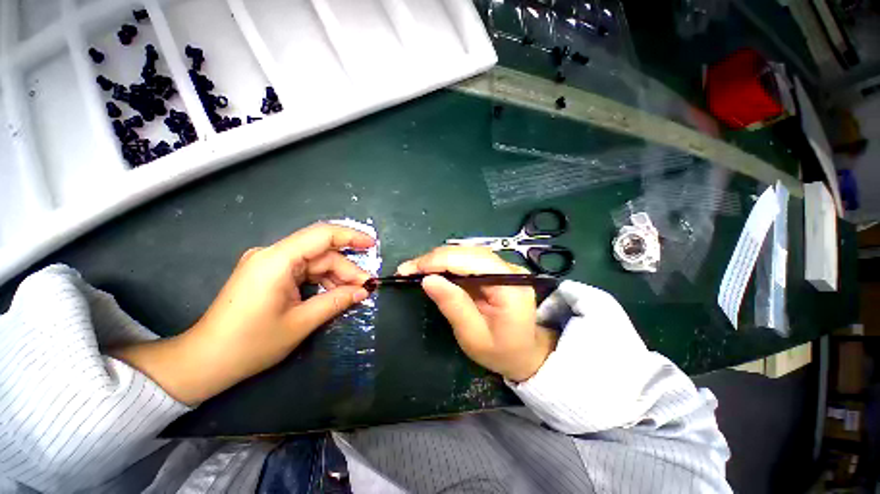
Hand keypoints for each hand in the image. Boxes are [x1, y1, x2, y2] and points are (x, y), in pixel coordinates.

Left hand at [112, 223, 373, 405]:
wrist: (205, 360)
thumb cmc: (250, 344)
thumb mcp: (300, 323)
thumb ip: (336, 301)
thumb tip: (364, 290)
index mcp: (276, 260)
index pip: (321, 235)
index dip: (350, 237)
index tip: (372, 246)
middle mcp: (272, 254)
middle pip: (321, 253)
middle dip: (346, 269)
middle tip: (366, 287)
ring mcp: (269, 263)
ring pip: (314, 262)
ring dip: (335, 276)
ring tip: (353, 293)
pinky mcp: (268, 274)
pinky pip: (303, 270)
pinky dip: (321, 280)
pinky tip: (333, 293)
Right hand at [398, 247, 556, 381]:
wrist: (526, 354)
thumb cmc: (502, 352)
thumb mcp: (473, 336)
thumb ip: (453, 305)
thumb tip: (428, 279)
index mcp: (510, 285)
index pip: (471, 261)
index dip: (439, 261)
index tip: (410, 269)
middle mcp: (509, 269)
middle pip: (468, 252)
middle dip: (435, 258)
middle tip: (407, 269)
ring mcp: (504, 267)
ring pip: (466, 253)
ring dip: (439, 259)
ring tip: (415, 269)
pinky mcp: (496, 270)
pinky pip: (468, 260)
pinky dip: (447, 264)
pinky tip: (433, 270)